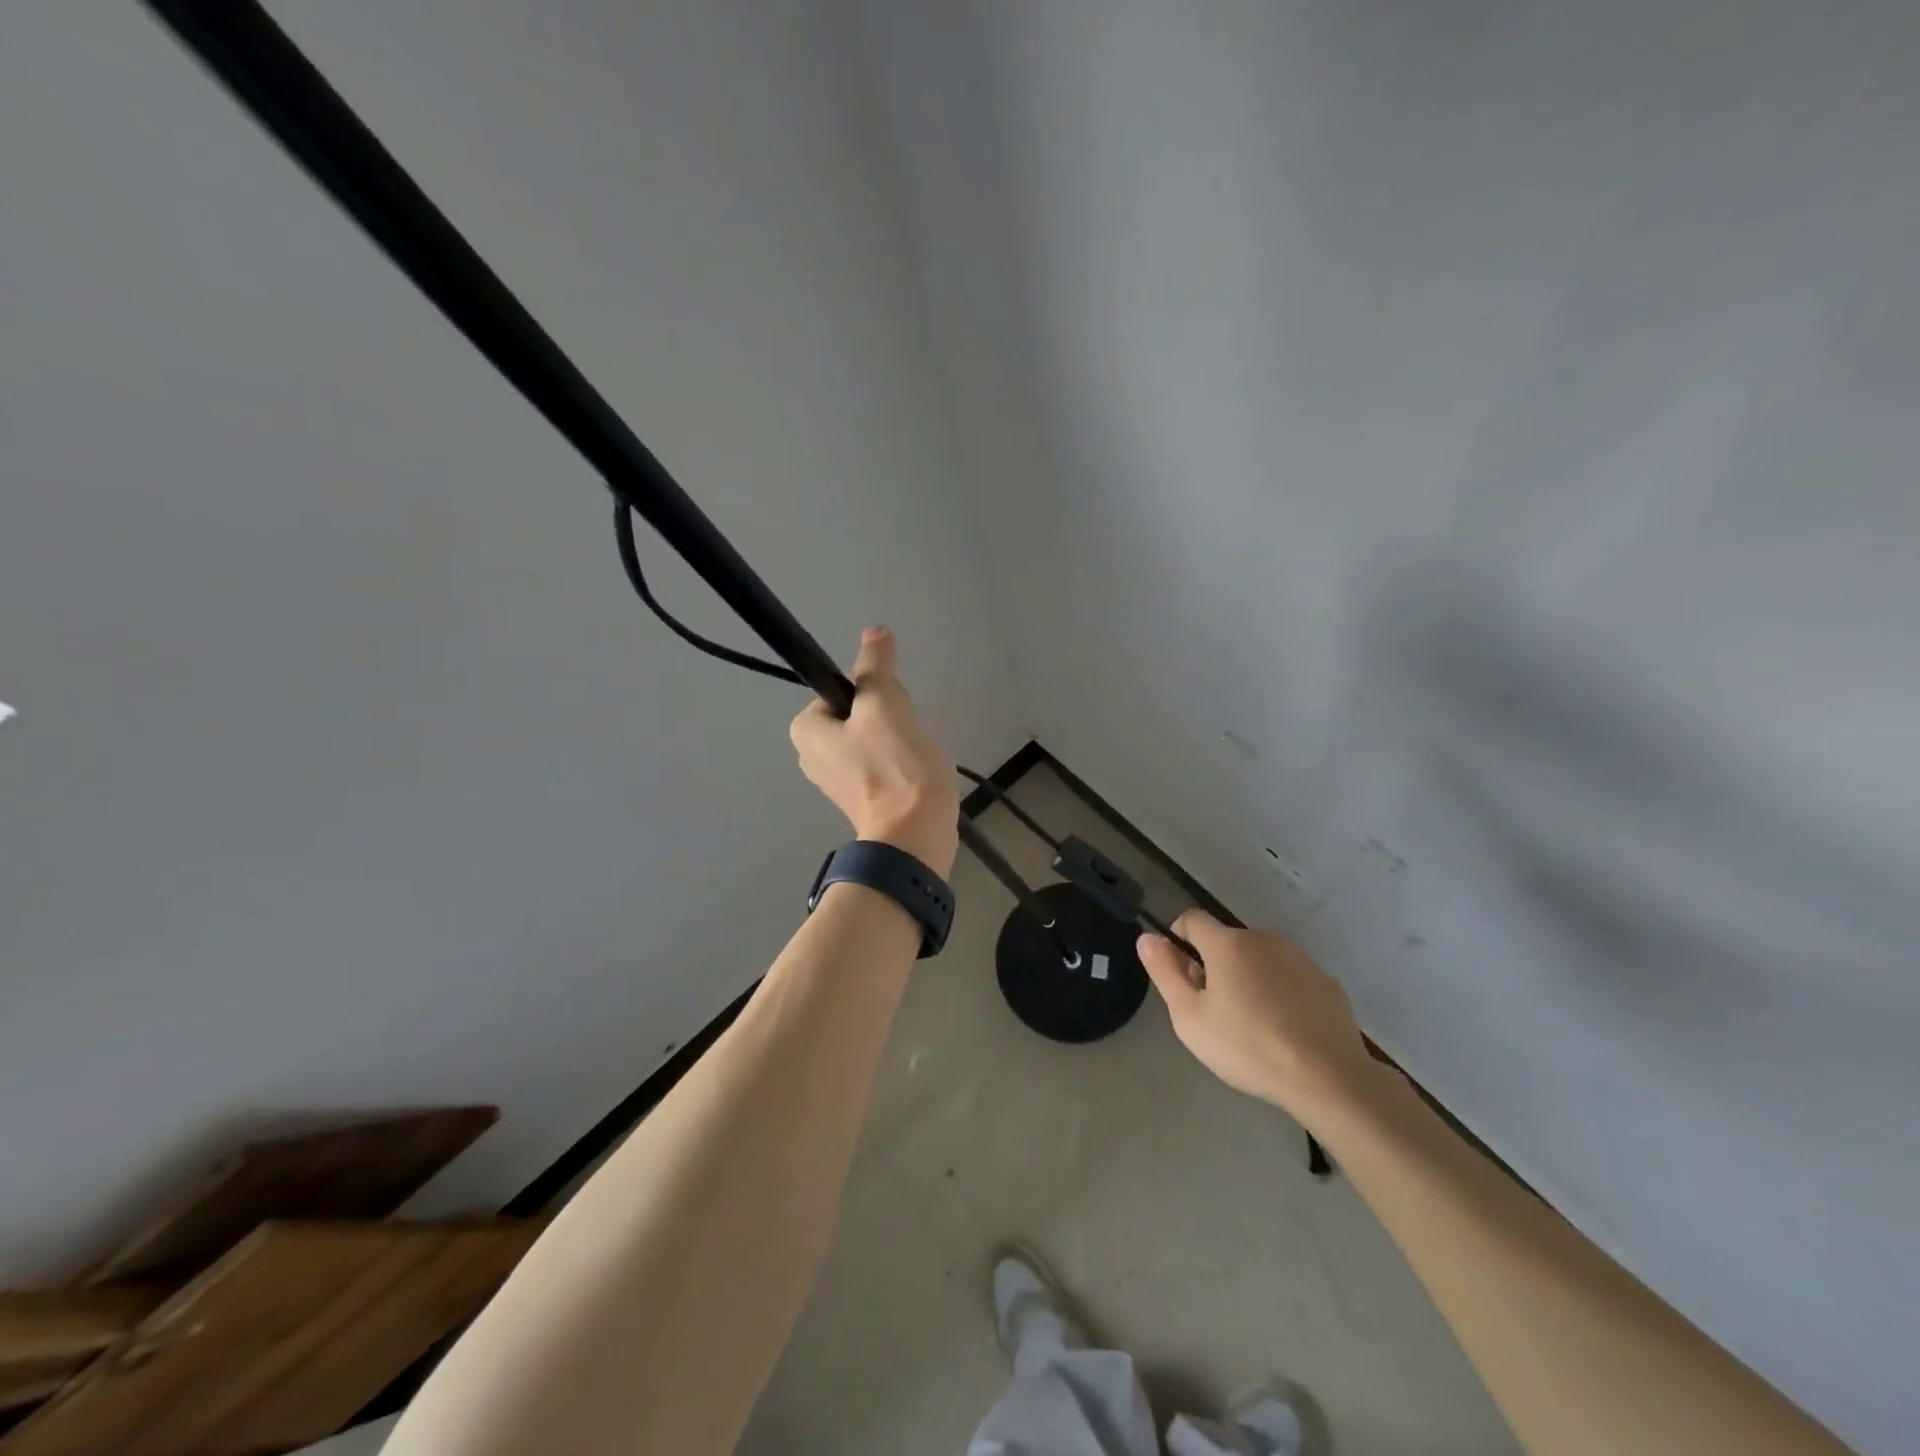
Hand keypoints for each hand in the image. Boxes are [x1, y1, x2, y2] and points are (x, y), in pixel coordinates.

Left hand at [789, 627, 958, 877]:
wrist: (914, 834)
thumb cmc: (894, 766)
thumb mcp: (885, 704)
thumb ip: (876, 665)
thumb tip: (874, 631)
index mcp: (806, 729)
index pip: (845, 687)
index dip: (876, 691)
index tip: (893, 712)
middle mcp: (810, 754)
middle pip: (859, 711)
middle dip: (890, 717)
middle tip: (905, 735)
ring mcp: (835, 779)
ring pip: (874, 736)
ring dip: (899, 739)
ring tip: (913, 756)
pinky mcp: (860, 797)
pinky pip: (881, 762)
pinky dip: (900, 762)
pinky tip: (914, 773)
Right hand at [1137, 911, 1380, 1124]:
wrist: (1328, 1078)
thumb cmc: (1247, 1046)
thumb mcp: (1189, 1017)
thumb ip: (1164, 972)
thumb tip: (1147, 938)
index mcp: (1227, 943)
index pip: (1191, 919)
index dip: (1178, 941)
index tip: (1181, 978)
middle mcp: (1263, 938)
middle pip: (1226, 941)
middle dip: (1213, 966)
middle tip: (1214, 1011)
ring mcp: (1300, 958)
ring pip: (1259, 959)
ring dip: (1247, 978)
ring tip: (1251, 1024)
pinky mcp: (1326, 982)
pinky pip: (1290, 978)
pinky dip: (1280, 993)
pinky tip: (1284, 1030)